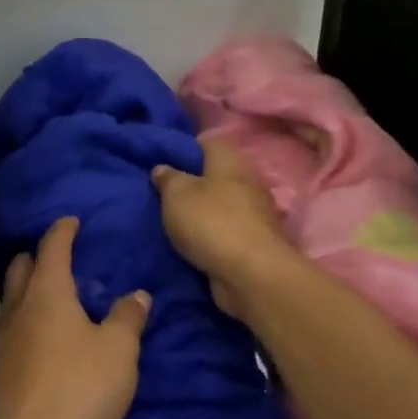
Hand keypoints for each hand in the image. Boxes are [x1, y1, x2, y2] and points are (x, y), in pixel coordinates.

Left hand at [0, 216, 148, 418]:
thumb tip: (137, 295)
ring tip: (54, 292)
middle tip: (61, 256)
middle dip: (39, 255)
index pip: (52, 248)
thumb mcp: (119, 350)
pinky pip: (14, 325)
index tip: (73, 221)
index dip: (63, 231)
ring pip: (13, 296)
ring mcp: (7, 338)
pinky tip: (46, 334)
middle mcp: (21, 307)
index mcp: (48, 292)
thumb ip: (128, 317)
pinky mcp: (5, 366)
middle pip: (22, 267)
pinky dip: (28, 316)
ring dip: (29, 286)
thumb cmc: (81, 386)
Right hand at [151, 140, 293, 321]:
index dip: (183, 149)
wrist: (250, 274)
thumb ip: (168, 178)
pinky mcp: (255, 243)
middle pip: (215, 175)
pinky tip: (192, 242)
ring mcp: (255, 214)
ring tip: (174, 220)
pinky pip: (227, 232)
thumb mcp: (176, 194)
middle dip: (192, 184)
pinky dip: (211, 235)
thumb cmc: (211, 222)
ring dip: (202, 212)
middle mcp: (247, 182)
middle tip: (163, 194)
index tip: (162, 161)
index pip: (206, 144)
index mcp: (230, 162)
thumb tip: (163, 168)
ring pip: (222, 205)